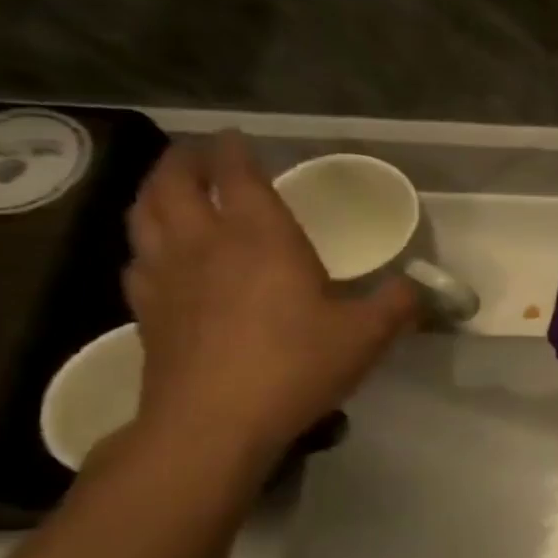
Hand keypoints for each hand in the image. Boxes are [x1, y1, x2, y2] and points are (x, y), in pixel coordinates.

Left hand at [122, 133, 418, 469]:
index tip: (237, 136)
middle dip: (185, 161)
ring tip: (171, 189)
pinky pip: (138, 259)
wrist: (215, 420)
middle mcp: (205, 245)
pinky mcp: (147, 310)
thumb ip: (398, 303)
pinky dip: (147, 242)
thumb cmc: (297, 364)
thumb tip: (418, 287)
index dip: (234, 151)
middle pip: (175, 185)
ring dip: (155, 193)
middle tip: (199, 152)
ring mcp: (167, 276)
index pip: (237, 177)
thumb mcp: (368, 334)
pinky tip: (160, 255)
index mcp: (261, 239)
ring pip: (145, 216)